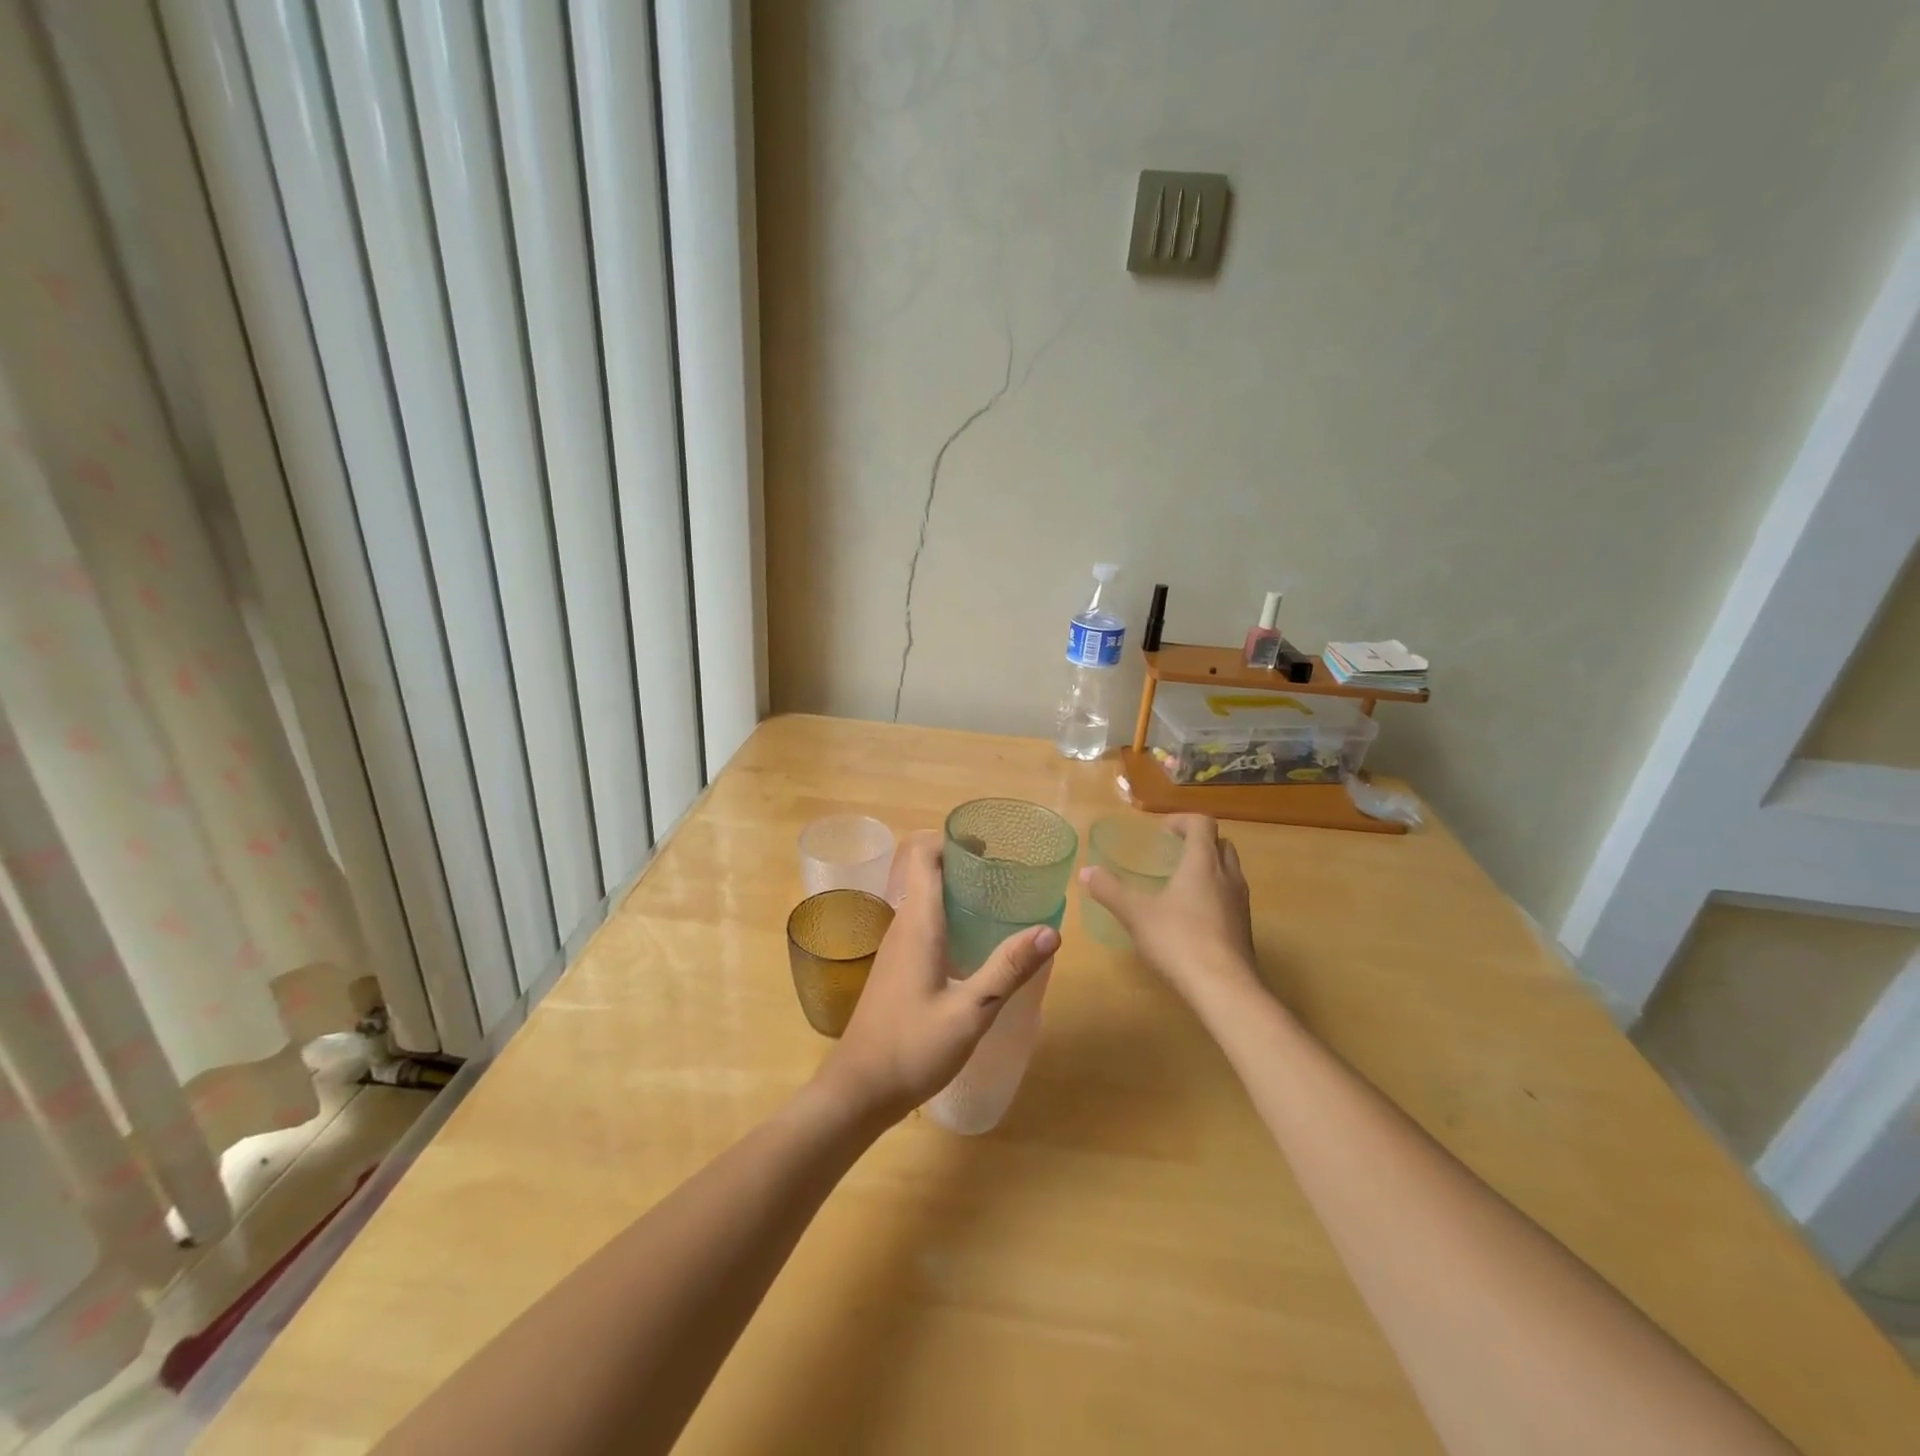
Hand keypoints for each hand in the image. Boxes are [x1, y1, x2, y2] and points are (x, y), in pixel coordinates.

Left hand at [816, 831, 1057, 1125]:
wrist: (858, 1091)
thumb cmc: (911, 1049)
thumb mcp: (970, 1012)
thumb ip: (1007, 970)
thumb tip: (1050, 930)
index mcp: (917, 923)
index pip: (923, 854)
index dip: (952, 839)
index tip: (990, 844)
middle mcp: (902, 925)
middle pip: (925, 870)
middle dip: (963, 862)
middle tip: (1006, 873)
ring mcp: (896, 946)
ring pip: (924, 896)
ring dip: (956, 888)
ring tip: (999, 900)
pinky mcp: (897, 966)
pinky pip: (923, 921)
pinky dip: (948, 914)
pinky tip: (975, 941)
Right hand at [1080, 815, 1257, 1005]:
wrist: (1225, 988)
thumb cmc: (1179, 940)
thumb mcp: (1136, 914)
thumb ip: (1110, 890)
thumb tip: (1085, 871)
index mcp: (1203, 862)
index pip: (1202, 823)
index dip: (1182, 821)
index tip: (1162, 832)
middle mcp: (1227, 876)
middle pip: (1221, 844)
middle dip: (1198, 842)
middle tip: (1172, 853)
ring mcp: (1240, 903)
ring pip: (1229, 871)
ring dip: (1209, 868)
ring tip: (1180, 884)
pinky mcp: (1245, 928)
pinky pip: (1231, 897)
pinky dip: (1214, 894)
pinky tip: (1191, 917)